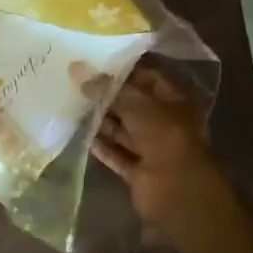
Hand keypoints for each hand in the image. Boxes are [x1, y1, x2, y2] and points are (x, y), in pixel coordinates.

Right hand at [93, 63, 234, 228]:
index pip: (149, 76)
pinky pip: (119, 156)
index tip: (98, 60)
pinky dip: (104, 148)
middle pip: (135, 105)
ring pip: (126, 131)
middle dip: (110, 96)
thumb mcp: (135, 104)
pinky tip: (84, 136)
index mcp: (176, 100)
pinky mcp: (140, 173)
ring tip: (75, 105)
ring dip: (104, 121)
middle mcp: (167, 123)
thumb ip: (107, 88)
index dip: (126, 69)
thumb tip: (77, 69)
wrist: (177, 191)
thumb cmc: (164, 135)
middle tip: (79, 82)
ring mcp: (154, 150)